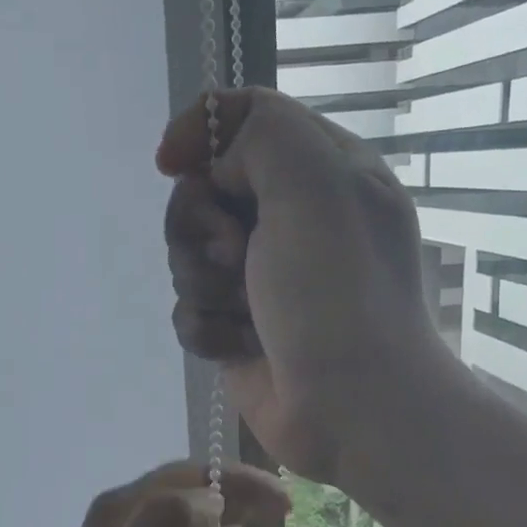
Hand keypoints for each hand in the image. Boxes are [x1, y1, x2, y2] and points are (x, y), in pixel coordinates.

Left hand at [0, 460, 289, 526]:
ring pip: (177, 514)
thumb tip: (210, 498)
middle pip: (184, 489)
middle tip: (282, 508)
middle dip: (233, 490)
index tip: (284, 500)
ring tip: (258, 520)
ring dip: (218, 510)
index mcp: (122, 511)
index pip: (189, 476)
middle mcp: (117, 521)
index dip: (239, 480)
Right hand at [158, 87, 446, 484]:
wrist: (354, 407)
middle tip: (237, 255)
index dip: (200, 132)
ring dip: (205, 284)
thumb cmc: (338, 290)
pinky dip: (206, 328)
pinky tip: (236, 346)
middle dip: (202, 226)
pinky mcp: (238, 328)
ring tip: (245, 311)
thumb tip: (214, 164)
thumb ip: (261, 134)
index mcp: (319, 171)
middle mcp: (289, 219)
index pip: (244, 119)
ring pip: (187, 256)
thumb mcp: (314, 183)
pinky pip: (190, 310)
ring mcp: (261, 278)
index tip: (171, 162)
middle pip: (201, 192)